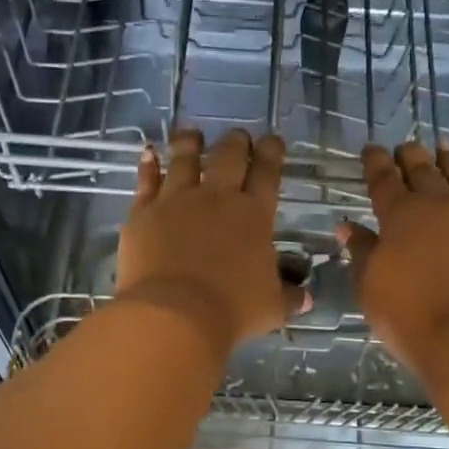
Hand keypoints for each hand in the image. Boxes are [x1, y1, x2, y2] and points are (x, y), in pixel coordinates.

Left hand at [116, 127, 301, 359]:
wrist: (174, 314)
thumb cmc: (231, 310)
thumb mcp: (271, 307)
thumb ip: (289, 297)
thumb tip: (305, 298)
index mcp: (254, 215)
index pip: (267, 173)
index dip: (271, 153)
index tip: (272, 141)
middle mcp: (216, 198)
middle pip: (228, 157)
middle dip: (235, 142)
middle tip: (237, 136)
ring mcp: (176, 200)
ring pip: (184, 159)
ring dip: (190, 143)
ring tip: (191, 133)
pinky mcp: (143, 212)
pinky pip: (146, 180)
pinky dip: (147, 165)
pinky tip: (147, 152)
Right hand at [340, 142, 448, 390]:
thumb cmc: (410, 316)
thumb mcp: (370, 287)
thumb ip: (361, 252)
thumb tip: (348, 226)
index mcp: (400, 215)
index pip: (383, 180)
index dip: (376, 162)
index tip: (371, 149)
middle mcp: (438, 205)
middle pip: (423, 170)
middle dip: (410, 156)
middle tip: (405, 146)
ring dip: (448, 161)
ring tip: (443, 148)